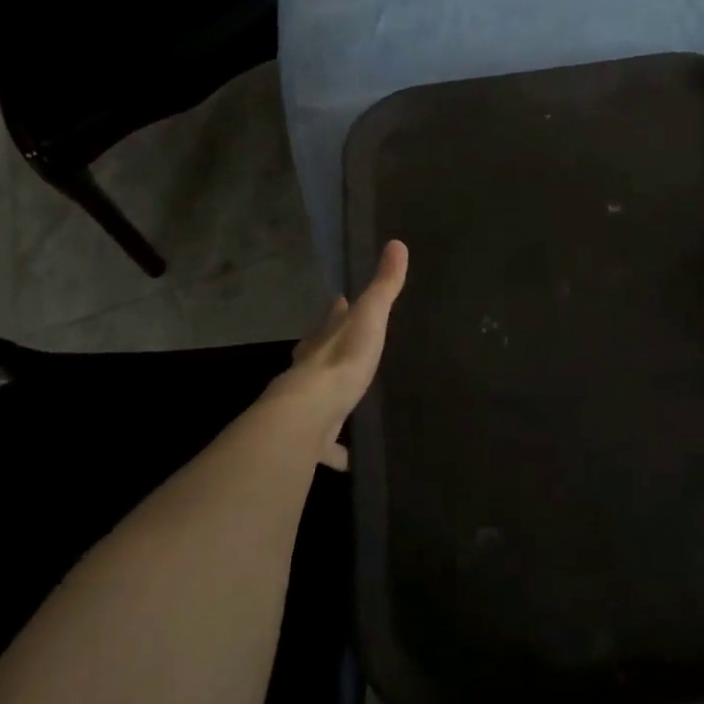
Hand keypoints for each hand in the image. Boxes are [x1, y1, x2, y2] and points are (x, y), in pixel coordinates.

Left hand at [267, 239, 407, 468]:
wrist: (308, 415)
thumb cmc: (343, 360)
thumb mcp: (370, 317)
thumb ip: (384, 285)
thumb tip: (397, 243)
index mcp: (327, 338)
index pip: (331, 317)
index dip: (335, 310)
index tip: (337, 300)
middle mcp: (311, 367)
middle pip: (315, 352)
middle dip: (322, 347)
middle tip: (330, 344)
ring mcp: (306, 402)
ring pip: (315, 396)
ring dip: (324, 398)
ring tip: (336, 404)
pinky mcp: (308, 436)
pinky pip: (321, 442)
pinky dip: (331, 449)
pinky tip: (342, 460)